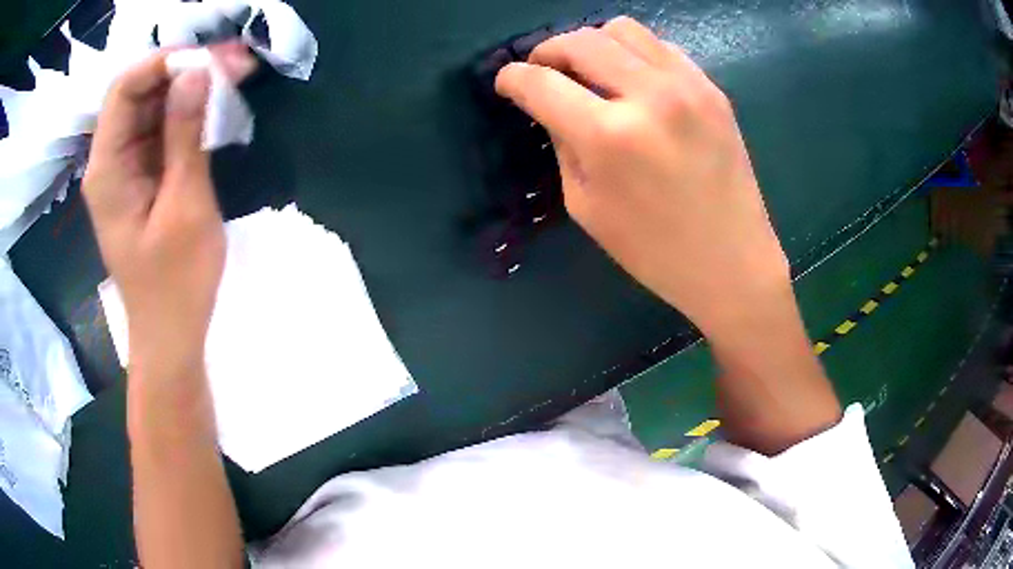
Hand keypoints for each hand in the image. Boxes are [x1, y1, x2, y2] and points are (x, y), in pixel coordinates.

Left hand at [83, 46, 254, 375]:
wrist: (169, 334)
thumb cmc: (175, 283)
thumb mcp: (185, 206)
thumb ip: (185, 136)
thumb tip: (197, 72)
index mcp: (107, 170)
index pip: (124, 89)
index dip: (163, 63)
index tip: (209, 57)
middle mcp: (109, 161)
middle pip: (139, 93)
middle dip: (183, 69)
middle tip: (234, 61)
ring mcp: (124, 169)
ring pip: (152, 108)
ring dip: (189, 87)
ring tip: (234, 74)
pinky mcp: (141, 178)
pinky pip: (159, 130)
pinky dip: (187, 112)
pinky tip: (215, 105)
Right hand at [495, 17, 789, 337]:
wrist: (732, 262)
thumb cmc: (654, 251)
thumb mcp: (586, 206)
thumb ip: (563, 145)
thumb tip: (551, 107)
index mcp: (609, 137)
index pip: (541, 82)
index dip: (512, 78)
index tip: (507, 82)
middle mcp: (649, 96)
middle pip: (580, 41)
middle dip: (548, 51)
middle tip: (544, 72)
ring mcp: (687, 86)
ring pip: (622, 29)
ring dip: (593, 44)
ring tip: (589, 70)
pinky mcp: (712, 89)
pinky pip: (660, 46)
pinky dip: (634, 53)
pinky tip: (633, 80)